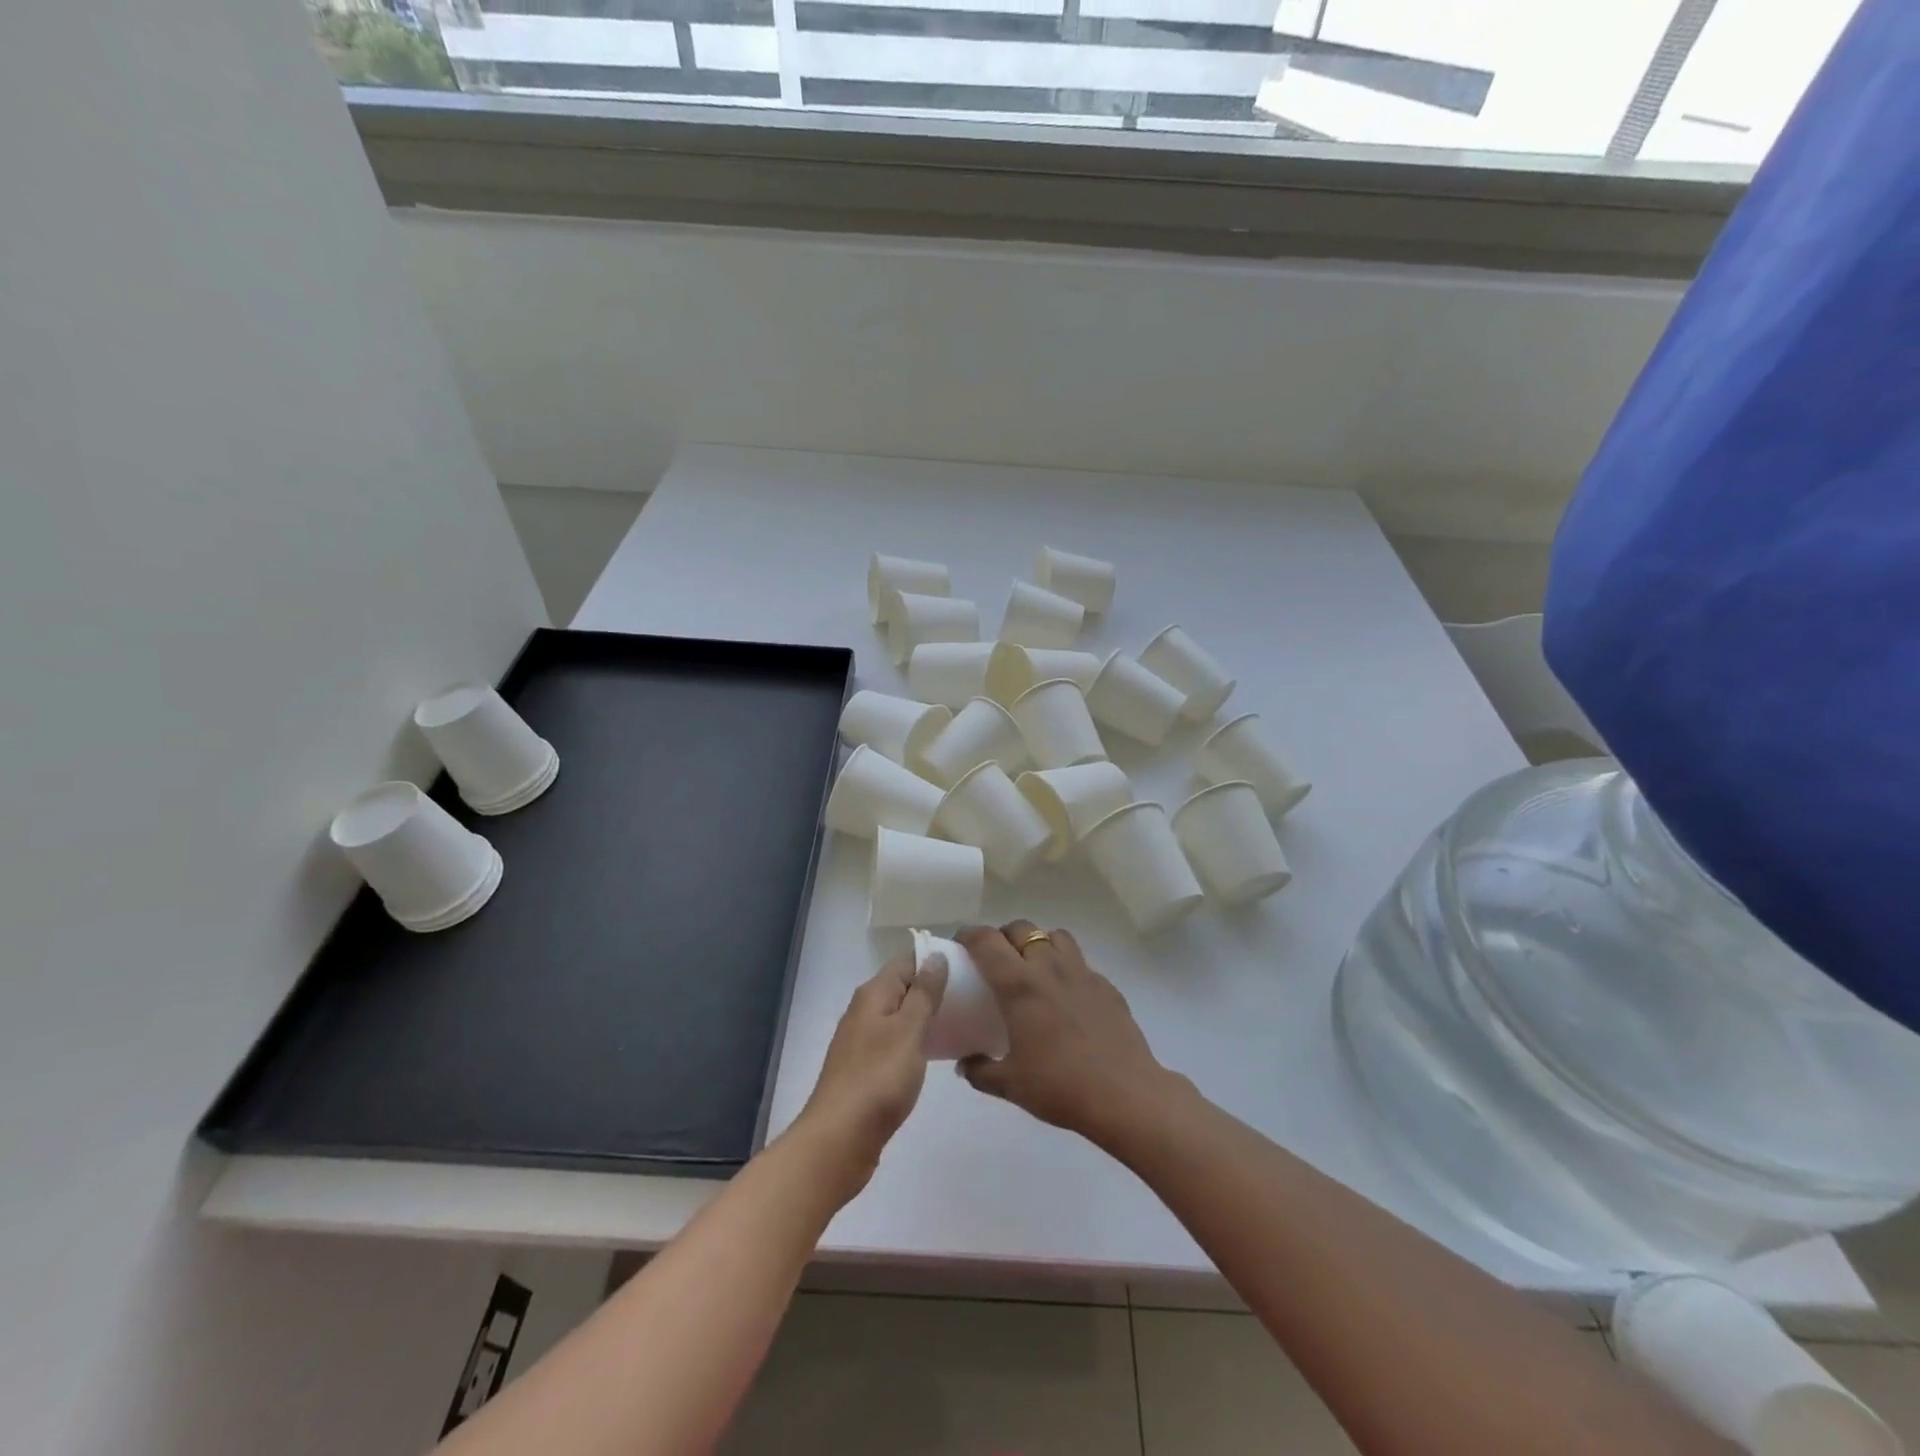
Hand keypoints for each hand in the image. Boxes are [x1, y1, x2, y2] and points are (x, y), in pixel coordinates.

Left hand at [793, 951, 947, 1200]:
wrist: (840, 1139)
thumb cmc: (878, 1078)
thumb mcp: (908, 1030)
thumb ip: (924, 993)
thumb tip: (935, 957)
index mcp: (872, 994)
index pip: (906, 962)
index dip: (934, 961)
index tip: (968, 967)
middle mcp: (864, 1011)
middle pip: (903, 988)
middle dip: (934, 989)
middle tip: (972, 996)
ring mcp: (863, 1041)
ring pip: (900, 1017)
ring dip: (927, 1017)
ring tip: (963, 1022)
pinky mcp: (867, 1069)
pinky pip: (896, 1042)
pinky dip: (917, 1042)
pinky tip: (938, 1054)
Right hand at [955, 922, 1182, 1148]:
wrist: (1125, 1095)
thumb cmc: (1059, 1086)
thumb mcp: (1010, 1084)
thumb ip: (980, 1070)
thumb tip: (965, 1064)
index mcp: (1019, 985)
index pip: (987, 941)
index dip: (969, 934)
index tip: (961, 944)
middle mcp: (1049, 967)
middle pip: (1021, 928)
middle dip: (1004, 936)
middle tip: (996, 959)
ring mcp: (1082, 973)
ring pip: (1055, 936)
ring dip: (1039, 943)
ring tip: (1033, 967)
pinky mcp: (1107, 985)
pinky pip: (1081, 963)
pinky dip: (1067, 968)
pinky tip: (1067, 996)